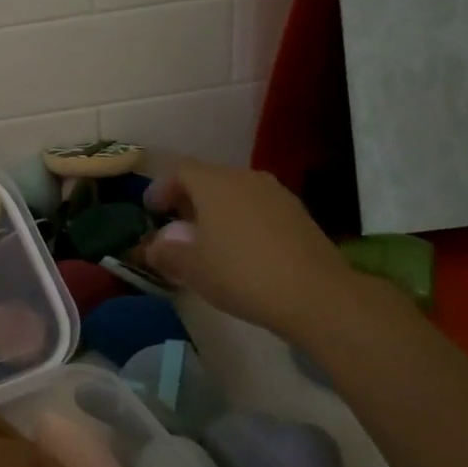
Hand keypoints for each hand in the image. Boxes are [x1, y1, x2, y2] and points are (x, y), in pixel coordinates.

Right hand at [141, 158, 369, 344]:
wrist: (316, 295)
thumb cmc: (241, 274)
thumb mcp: (191, 267)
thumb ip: (165, 252)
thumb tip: (153, 247)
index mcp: (215, 183)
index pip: (180, 171)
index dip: (161, 188)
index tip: (152, 211)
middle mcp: (246, 178)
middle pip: (209, 179)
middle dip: (189, 200)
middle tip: (176, 228)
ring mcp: (277, 194)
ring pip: (236, 193)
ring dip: (217, 211)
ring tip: (209, 242)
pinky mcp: (298, 214)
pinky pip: (258, 209)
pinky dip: (242, 221)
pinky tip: (242, 251)